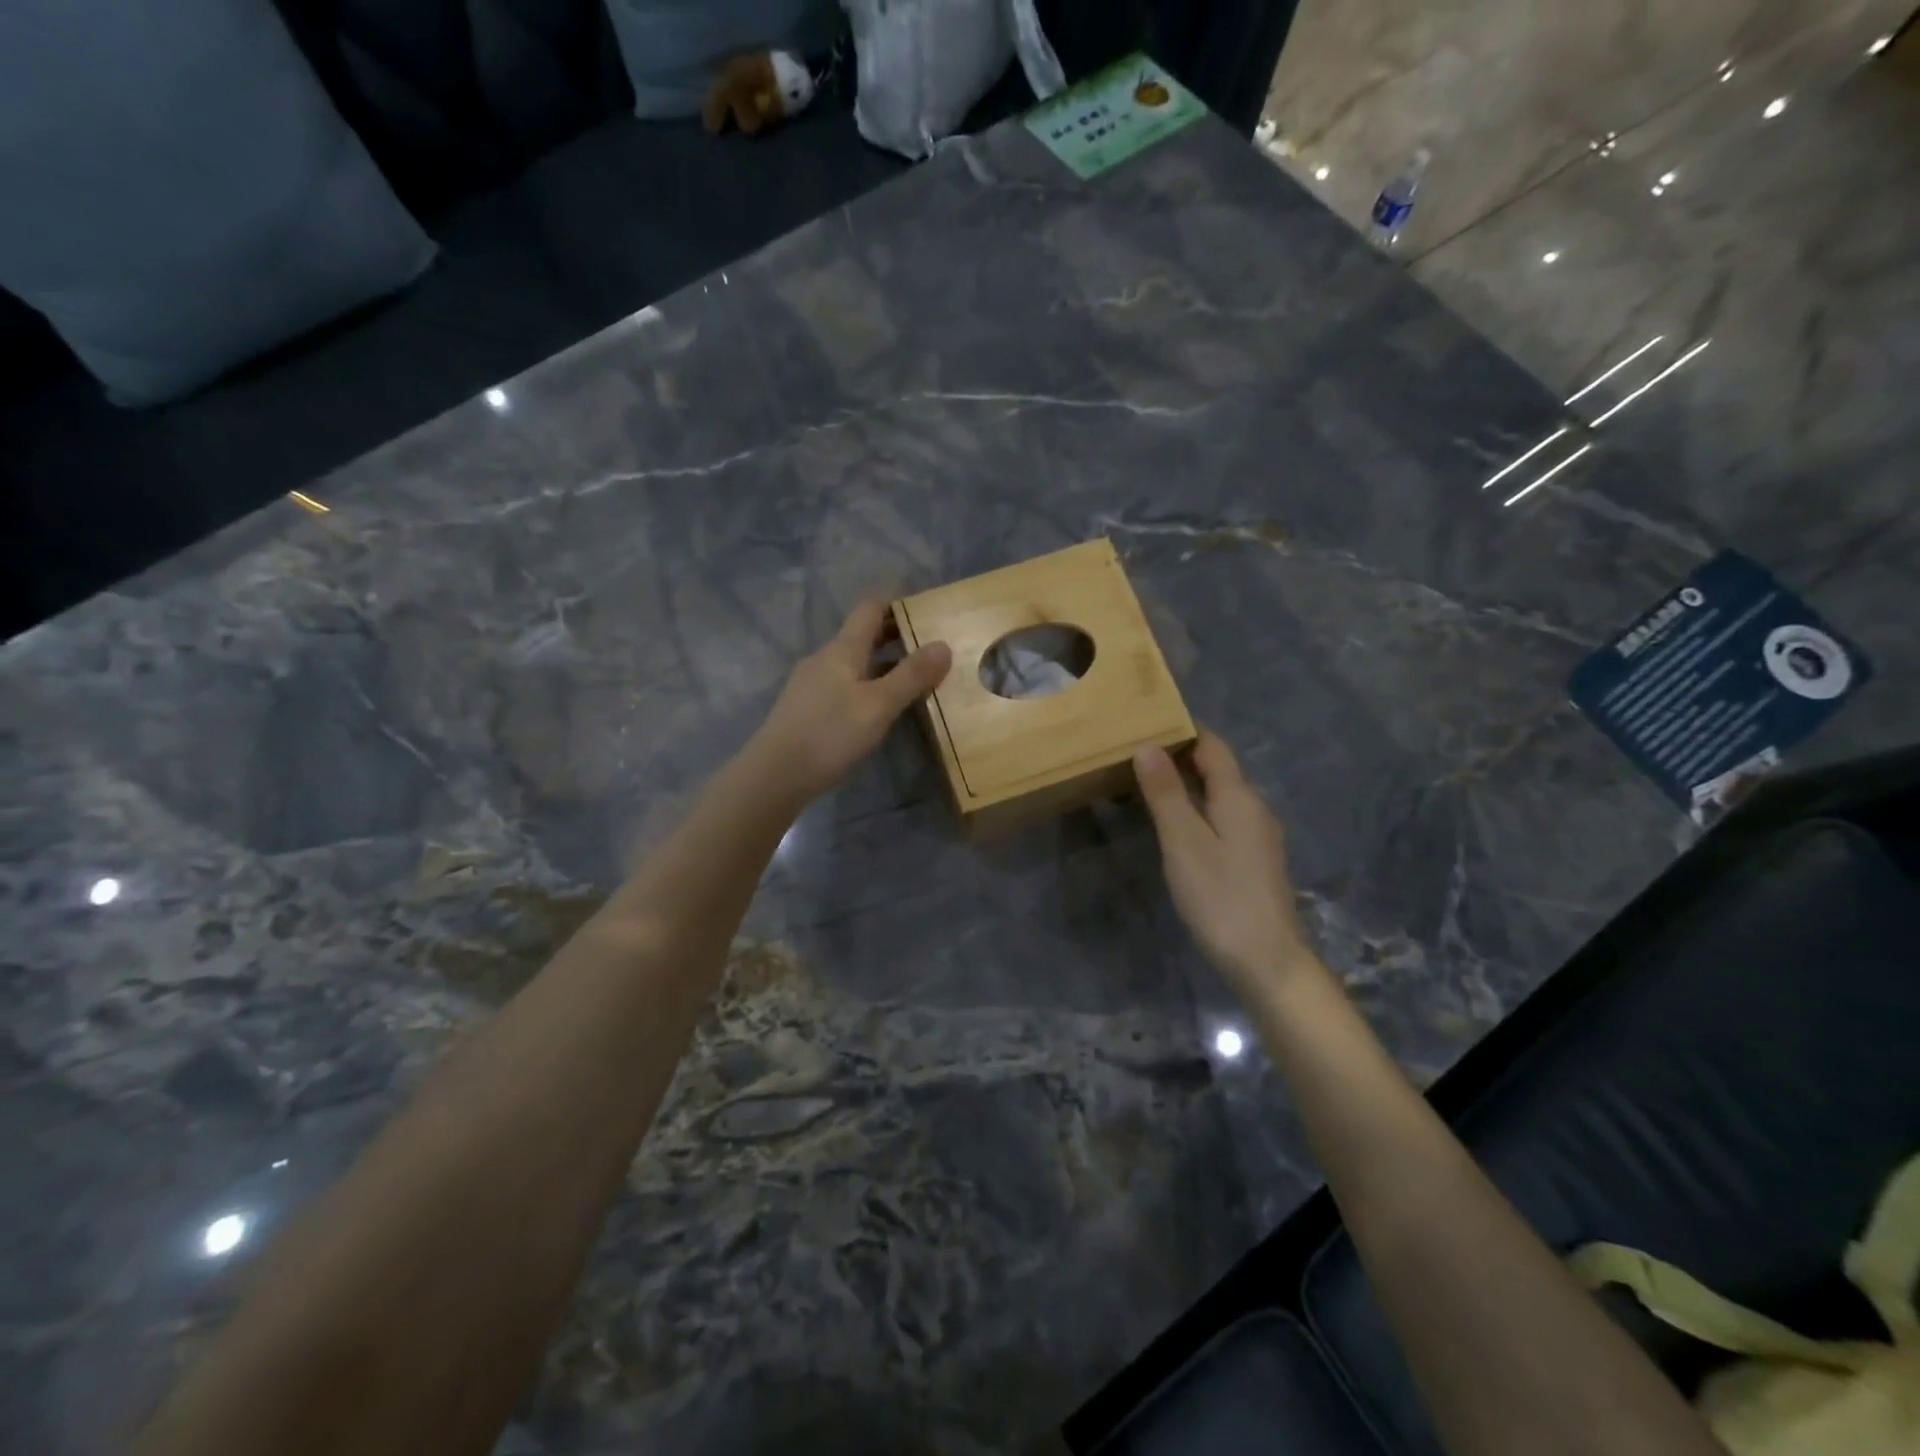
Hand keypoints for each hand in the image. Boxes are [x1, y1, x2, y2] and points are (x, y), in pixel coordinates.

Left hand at [751, 597, 951, 803]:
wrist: (774, 775)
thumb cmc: (829, 734)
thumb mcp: (878, 706)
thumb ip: (911, 676)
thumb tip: (943, 644)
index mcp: (842, 649)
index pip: (870, 607)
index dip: (897, 601)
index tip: (926, 607)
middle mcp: (825, 658)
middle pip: (862, 634)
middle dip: (896, 633)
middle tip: (930, 643)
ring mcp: (813, 683)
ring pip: (854, 661)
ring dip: (884, 662)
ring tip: (914, 676)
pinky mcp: (808, 707)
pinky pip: (845, 683)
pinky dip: (869, 683)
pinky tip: (881, 706)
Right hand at [1134, 730, 1319, 992]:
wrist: (1267, 960)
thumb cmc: (1221, 896)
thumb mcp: (1184, 841)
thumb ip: (1166, 792)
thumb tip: (1147, 745)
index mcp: (1239, 796)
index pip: (1212, 745)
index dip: (1183, 729)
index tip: (1147, 719)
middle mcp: (1253, 807)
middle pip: (1216, 767)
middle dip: (1179, 754)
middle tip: (1134, 749)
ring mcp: (1256, 835)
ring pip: (1218, 794)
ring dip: (1185, 783)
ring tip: (1144, 781)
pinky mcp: (1252, 859)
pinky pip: (1220, 817)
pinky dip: (1195, 808)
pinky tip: (1172, 822)